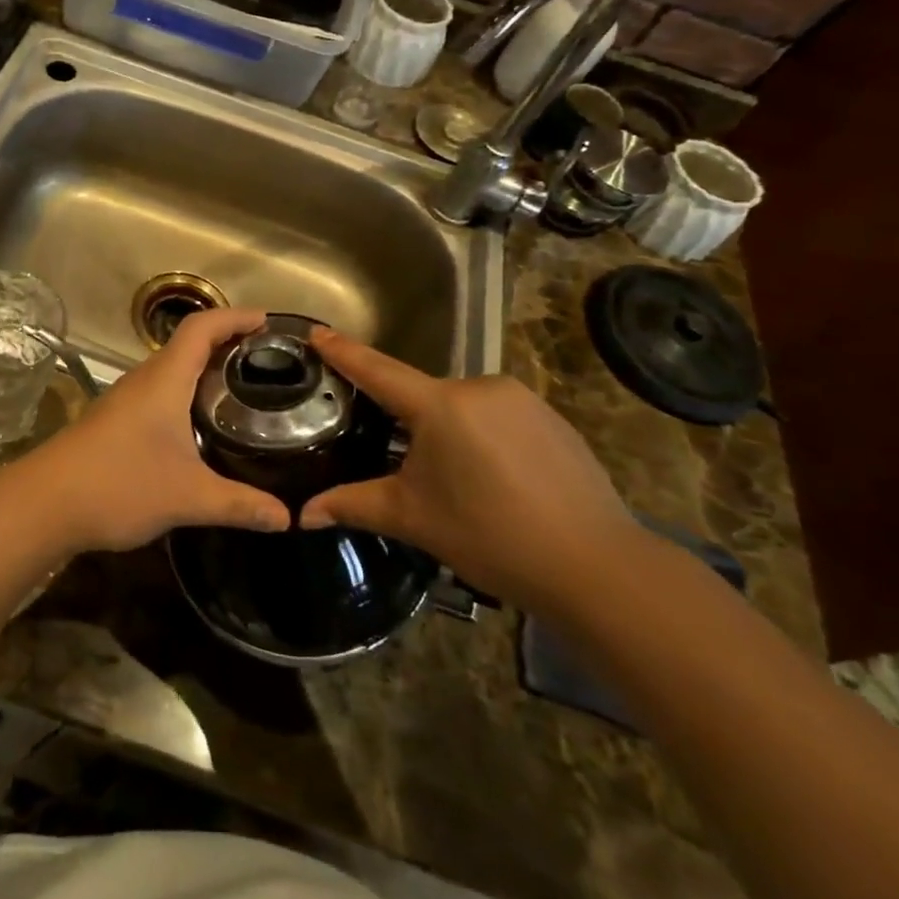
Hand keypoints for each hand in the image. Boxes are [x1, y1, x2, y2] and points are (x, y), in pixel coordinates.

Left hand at [10, 308, 292, 554]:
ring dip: (206, 370)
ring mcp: (127, 399)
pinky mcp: (117, 421)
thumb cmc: (119, 484)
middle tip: (268, 362)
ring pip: (173, 370)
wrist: (45, 503)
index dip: (236, 317)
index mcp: (164, 379)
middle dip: (228, 344)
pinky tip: (203, 425)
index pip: (202, 327)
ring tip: (244, 390)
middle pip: (189, 344)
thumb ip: (240, 504)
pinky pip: (161, 392)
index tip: (269, 324)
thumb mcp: (188, 497)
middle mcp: (145, 380)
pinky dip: (188, 394)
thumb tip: (289, 518)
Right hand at [297, 329, 637, 615]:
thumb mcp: (413, 518)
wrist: (597, 567)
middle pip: (422, 395)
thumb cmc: (490, 536)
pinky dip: (481, 436)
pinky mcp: (551, 418)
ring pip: (461, 406)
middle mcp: (480, 387)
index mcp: (440, 405)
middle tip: (393, 456)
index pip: (377, 370)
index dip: (343, 351)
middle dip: (403, 420)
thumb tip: (301, 515)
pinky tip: (491, 478)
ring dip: (445, 430)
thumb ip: (352, 505)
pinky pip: (497, 416)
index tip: (317, 330)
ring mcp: (521, 400)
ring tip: (450, 478)